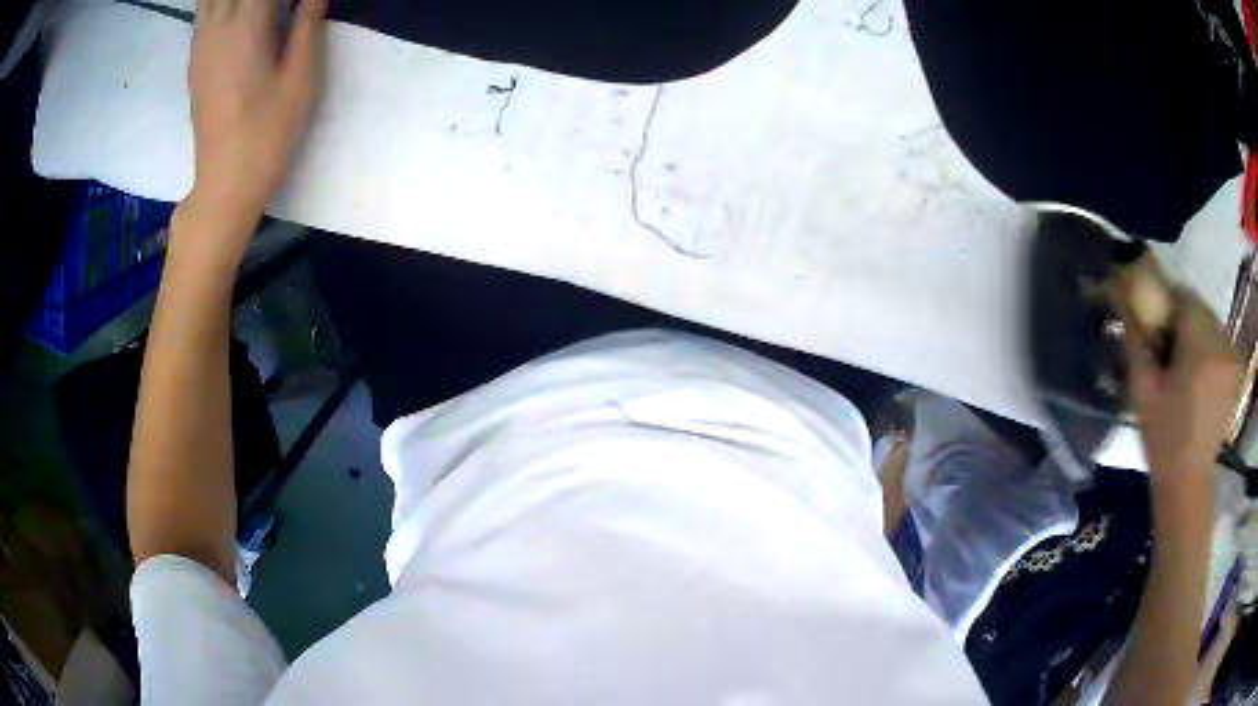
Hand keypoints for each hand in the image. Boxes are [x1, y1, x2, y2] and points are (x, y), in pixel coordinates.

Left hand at [186, 0, 326, 229]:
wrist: (225, 182)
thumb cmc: (268, 132)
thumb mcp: (301, 77)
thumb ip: (308, 25)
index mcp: (246, 25)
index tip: (301, 2)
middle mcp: (217, 27)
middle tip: (281, 8)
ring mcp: (201, 45)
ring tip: (259, 11)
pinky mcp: (195, 62)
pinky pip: (203, 13)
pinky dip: (221, 5)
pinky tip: (238, 14)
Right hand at [1119, 285, 1241, 485]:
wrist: (1188, 481)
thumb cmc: (1163, 438)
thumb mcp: (1142, 390)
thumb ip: (1136, 340)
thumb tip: (1127, 304)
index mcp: (1200, 348)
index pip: (1183, 295)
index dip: (1166, 301)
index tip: (1155, 320)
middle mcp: (1221, 344)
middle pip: (1199, 307)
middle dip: (1182, 317)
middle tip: (1167, 343)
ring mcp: (1232, 357)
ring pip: (1210, 321)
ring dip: (1196, 331)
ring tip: (1184, 361)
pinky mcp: (1236, 369)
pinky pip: (1220, 339)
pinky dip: (1208, 344)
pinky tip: (1199, 371)